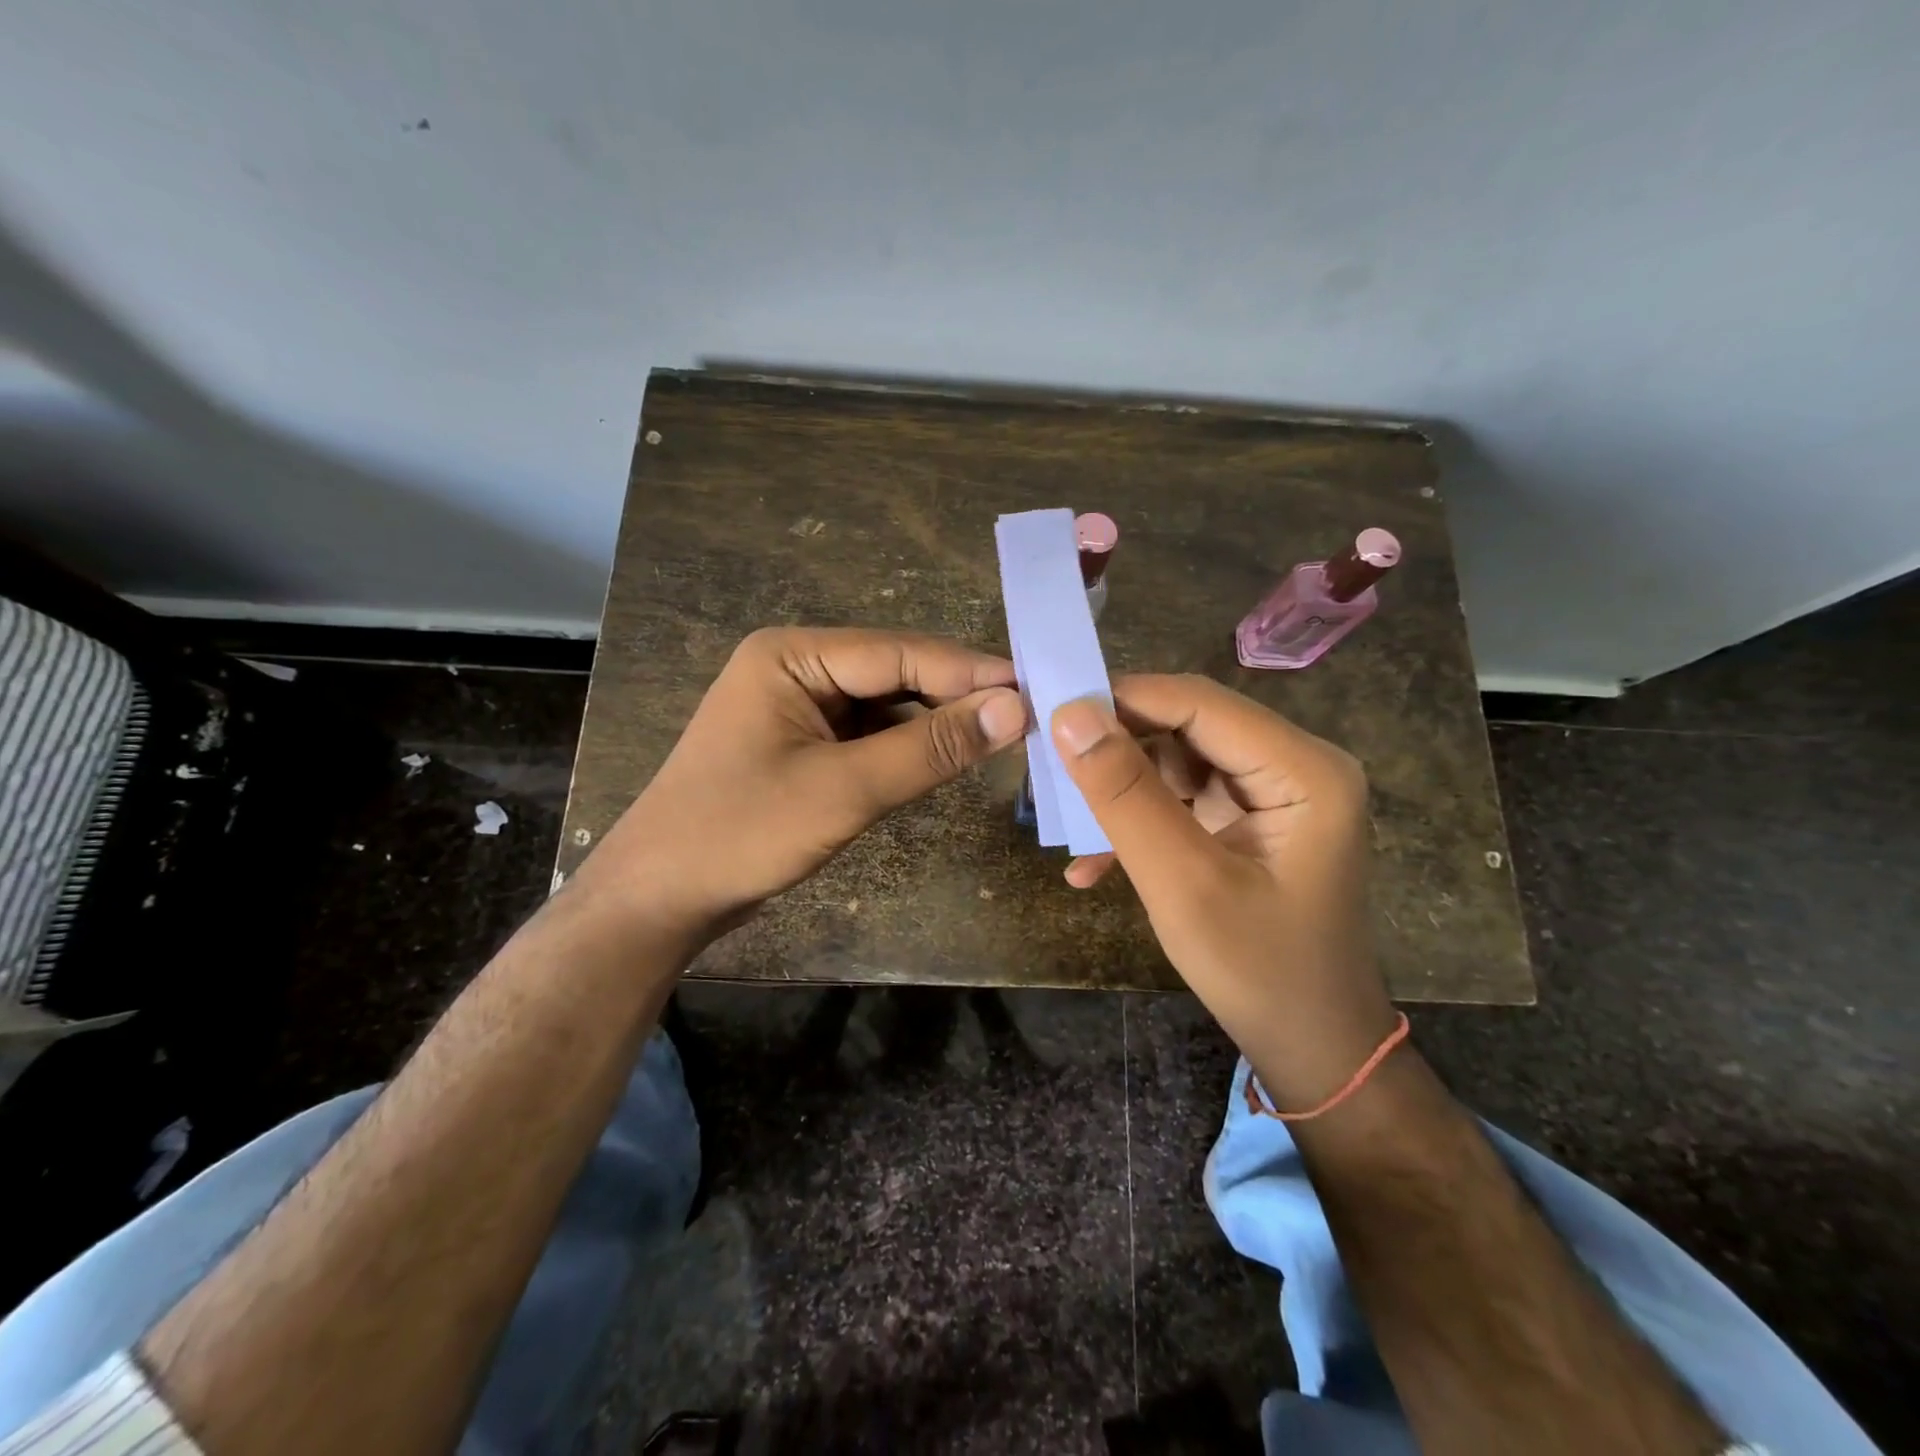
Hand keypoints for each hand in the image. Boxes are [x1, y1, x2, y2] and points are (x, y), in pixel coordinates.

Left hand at [578, 627, 1028, 943]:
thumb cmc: (742, 833)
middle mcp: (796, 668)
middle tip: (1028, 716)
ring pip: (885, 705)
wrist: (660, 898)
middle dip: (955, 697)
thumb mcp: (844, 790)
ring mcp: (797, 707)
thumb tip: (1014, 708)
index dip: (969, 673)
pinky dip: (905, 748)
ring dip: (933, 724)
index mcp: (792, 656)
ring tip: (1000, 737)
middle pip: (894, 673)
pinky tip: (944, 759)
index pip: (900, 652)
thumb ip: (930, 748)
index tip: (1035, 690)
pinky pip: (867, 735)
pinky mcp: (802, 744)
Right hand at [1050, 675, 1397, 1110]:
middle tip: (1047, 767)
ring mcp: (1272, 793)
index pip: (1198, 703)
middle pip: (1187, 726)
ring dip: (1119, 789)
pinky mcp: (1250, 819)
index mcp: (1303, 770)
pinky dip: (1138, 821)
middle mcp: (1294, 765)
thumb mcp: (1182, 883)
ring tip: (1064, 819)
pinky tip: (1092, 864)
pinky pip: (1182, 798)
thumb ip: (1125, 795)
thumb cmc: (1258, 972)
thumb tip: (1068, 715)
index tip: (1048, 712)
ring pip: (1176, 760)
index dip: (1121, 699)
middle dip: (1116, 746)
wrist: (1311, 1048)